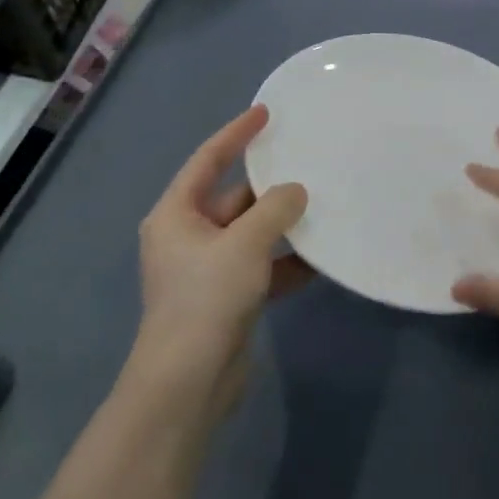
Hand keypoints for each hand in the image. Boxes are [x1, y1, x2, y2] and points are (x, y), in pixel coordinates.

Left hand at [127, 105, 309, 424]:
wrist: (187, 386)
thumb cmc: (205, 299)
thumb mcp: (244, 244)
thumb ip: (274, 209)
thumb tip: (296, 191)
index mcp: (177, 214)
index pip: (208, 159)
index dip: (236, 133)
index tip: (265, 113)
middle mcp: (188, 236)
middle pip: (234, 198)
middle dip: (269, 187)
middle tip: (308, 165)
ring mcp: (207, 269)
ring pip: (251, 233)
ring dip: (281, 225)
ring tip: (321, 208)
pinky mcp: (226, 298)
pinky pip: (260, 266)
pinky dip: (285, 262)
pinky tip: (319, 259)